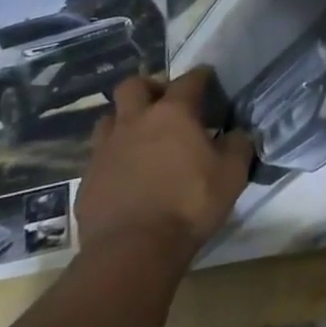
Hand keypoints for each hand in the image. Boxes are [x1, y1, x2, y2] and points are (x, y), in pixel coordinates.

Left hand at [77, 67, 253, 255]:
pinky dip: (114, 158)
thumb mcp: (232, 174)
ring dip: (124, 120)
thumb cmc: (189, 204)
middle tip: (164, 102)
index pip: (188, 80)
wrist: (132, 251)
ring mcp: (105, 150)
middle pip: (132, 86)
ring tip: (141, 137)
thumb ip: (238, 145)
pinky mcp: (87, 180)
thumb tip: (237, 134)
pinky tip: (127, 175)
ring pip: (109, 119)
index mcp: (172, 114)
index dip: (201, 76)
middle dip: (149, 87)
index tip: (208, 77)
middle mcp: (135, 122)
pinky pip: (99, 156)